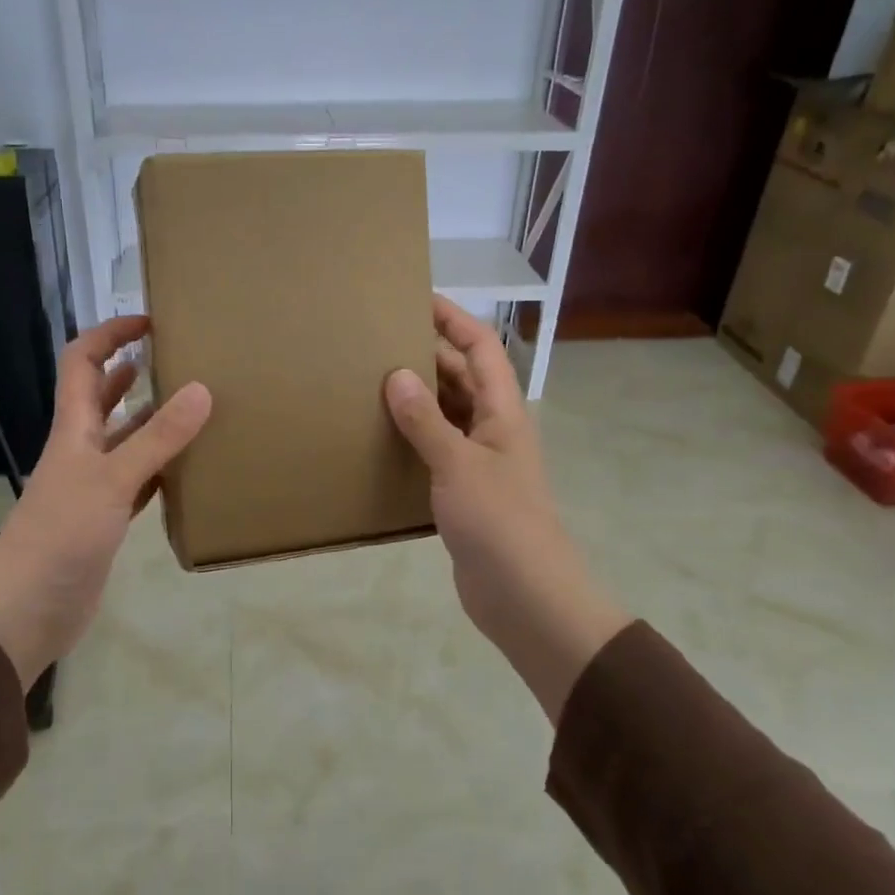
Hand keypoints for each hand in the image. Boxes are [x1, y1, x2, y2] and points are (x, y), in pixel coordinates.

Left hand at [0, 316, 211, 688]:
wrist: (27, 612)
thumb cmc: (60, 537)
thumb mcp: (111, 480)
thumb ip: (156, 439)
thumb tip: (201, 388)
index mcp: (73, 429)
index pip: (83, 363)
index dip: (110, 334)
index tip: (150, 321)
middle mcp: (82, 450)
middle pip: (105, 397)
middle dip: (135, 371)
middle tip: (183, 359)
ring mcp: (94, 486)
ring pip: (127, 440)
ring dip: (155, 421)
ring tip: (199, 406)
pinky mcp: (108, 519)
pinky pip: (140, 481)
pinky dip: (162, 468)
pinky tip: (191, 466)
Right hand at [384, 297, 629, 721]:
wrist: (526, 596)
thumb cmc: (499, 522)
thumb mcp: (459, 464)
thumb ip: (426, 420)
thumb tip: (397, 373)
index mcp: (502, 412)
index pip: (481, 348)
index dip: (454, 319)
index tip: (415, 298)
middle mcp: (493, 429)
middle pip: (461, 377)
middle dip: (427, 353)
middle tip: (377, 339)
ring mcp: (478, 462)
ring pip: (446, 414)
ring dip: (416, 396)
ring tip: (369, 380)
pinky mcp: (462, 492)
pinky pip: (434, 450)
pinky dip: (411, 437)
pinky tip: (378, 437)